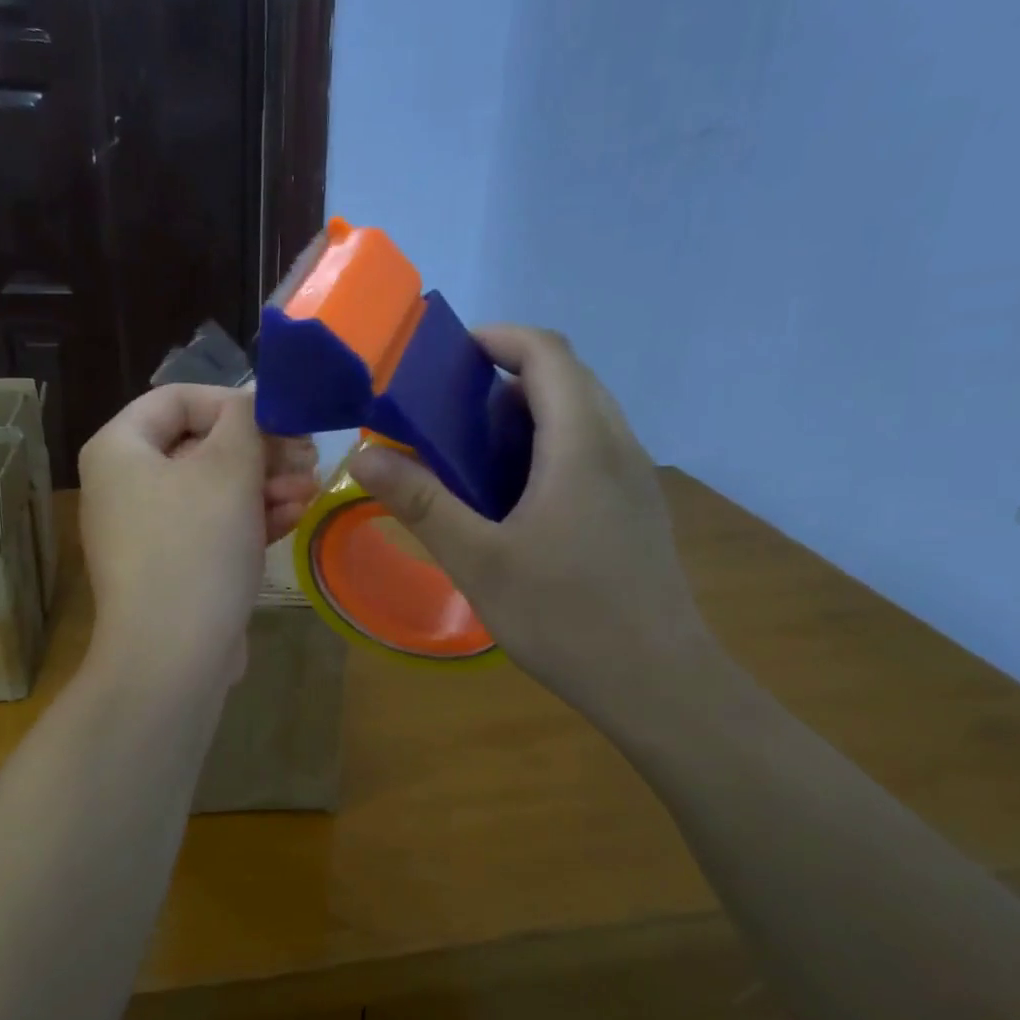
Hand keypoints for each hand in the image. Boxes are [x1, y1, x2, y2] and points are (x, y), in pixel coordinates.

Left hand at [80, 385, 316, 688]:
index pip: (178, 399)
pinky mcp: (171, 568)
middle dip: (261, 450)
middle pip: (200, 446)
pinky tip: (293, 517)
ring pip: (212, 490)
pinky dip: (250, 519)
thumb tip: (257, 398)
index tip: (282, 420)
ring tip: (311, 489)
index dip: (235, 402)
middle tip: (308, 457)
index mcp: (120, 449)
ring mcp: (147, 531)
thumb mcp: (229, 470)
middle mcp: (125, 485)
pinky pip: (212, 528)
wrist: (173, 656)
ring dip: (265, 485)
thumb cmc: (195, 547)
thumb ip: (247, 421)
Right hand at [349, 327, 717, 731]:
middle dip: (508, 377)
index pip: (547, 353)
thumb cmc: (564, 615)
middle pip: (568, 379)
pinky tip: (519, 501)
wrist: (655, 680)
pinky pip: (593, 451)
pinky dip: (551, 448)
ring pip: (584, 416)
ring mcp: (636, 479)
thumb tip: (364, 455)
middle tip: (452, 412)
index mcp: (581, 443)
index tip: (450, 356)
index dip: (500, 338)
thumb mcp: (478, 560)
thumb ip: (421, 502)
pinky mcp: (639, 509)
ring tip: (477, 455)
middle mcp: (617, 446)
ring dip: (531, 415)